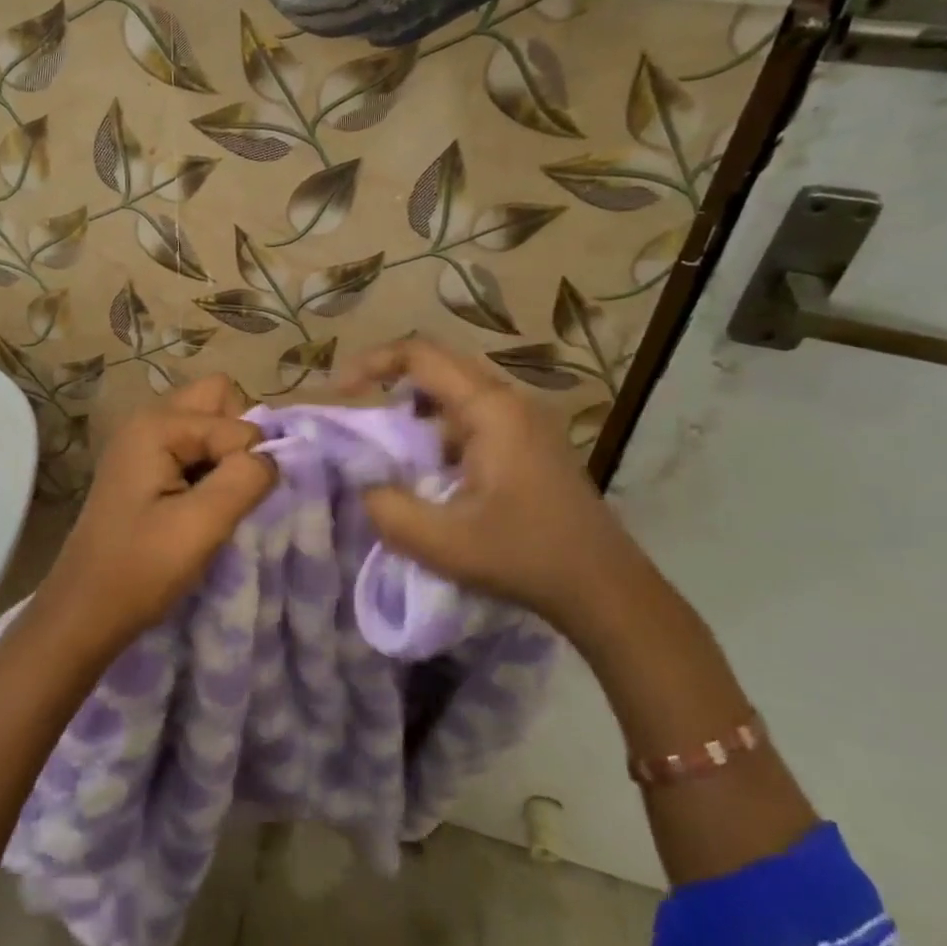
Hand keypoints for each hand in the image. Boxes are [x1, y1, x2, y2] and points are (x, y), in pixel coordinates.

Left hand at [37, 375, 277, 649]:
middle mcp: (148, 419)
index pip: (236, 423)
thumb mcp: (202, 526)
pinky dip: (207, 466)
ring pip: (207, 422)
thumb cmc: (139, 569)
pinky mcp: (144, 466)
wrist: (84, 612)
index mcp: (157, 425)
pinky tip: (195, 505)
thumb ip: (246, 479)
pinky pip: (192, 445)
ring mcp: (142, 441)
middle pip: (218, 399)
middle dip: (238, 438)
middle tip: (229, 486)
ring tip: (213, 499)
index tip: (228, 506)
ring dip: (223, 454)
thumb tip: (273, 456)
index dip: (246, 462)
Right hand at [337, 339, 652, 630]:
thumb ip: (387, 509)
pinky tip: (433, 476)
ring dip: (418, 414)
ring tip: (392, 454)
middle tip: (360, 419)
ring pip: (457, 396)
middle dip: (392, 387)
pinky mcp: (531, 444)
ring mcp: (525, 422)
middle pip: (439, 368)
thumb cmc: (525, 557)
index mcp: (490, 409)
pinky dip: (441, 435)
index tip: (341, 392)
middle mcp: (510, 402)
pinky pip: (474, 420)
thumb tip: (363, 485)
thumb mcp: (443, 543)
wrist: (605, 589)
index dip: (373, 363)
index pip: (421, 356)